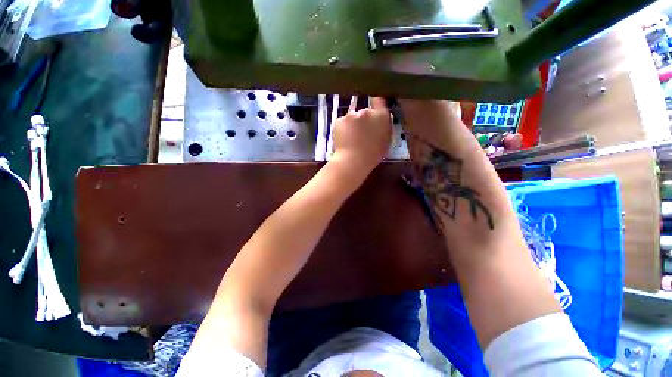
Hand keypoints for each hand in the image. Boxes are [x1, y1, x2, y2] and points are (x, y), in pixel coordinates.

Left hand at [331, 97, 392, 173]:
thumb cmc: (372, 155)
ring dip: (352, 125)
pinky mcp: (339, 120)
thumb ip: (384, 127)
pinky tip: (344, 140)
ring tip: (351, 140)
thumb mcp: (386, 141)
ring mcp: (351, 115)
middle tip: (362, 135)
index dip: (376, 105)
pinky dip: (343, 129)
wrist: (352, 161)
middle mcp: (366, 111)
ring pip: (352, 118)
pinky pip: (342, 123)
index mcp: (380, 116)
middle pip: (365, 112)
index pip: (379, 100)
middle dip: (363, 121)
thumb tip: (380, 121)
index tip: (374, 111)